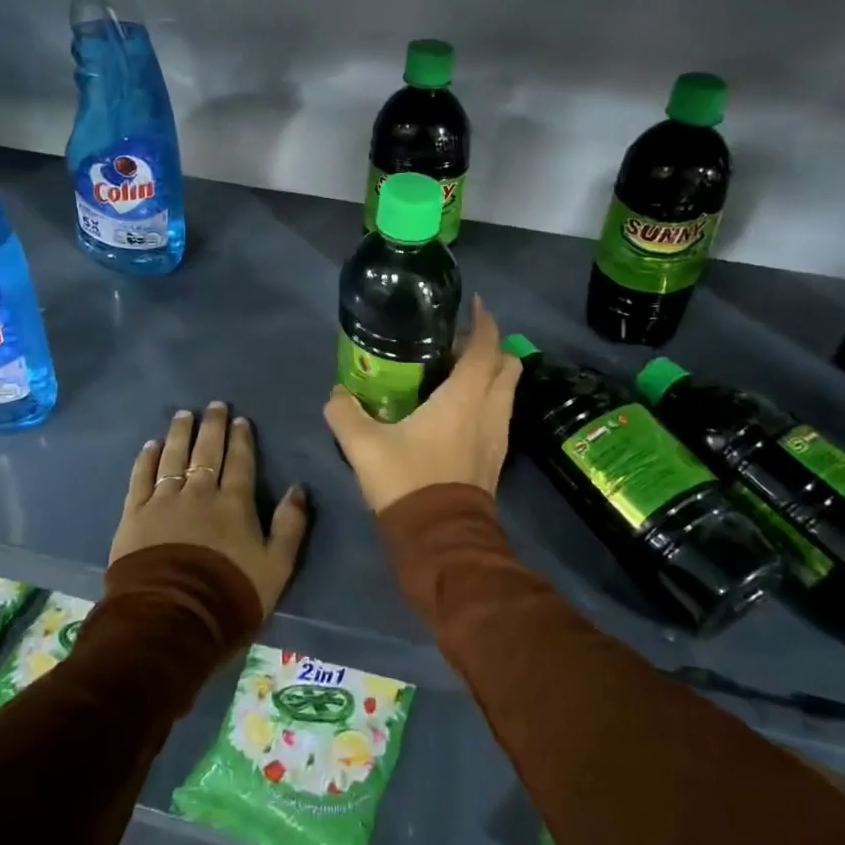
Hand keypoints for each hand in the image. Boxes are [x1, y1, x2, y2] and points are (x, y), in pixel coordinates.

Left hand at [111, 402, 310, 615]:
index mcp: (234, 504)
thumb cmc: (229, 596)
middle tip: (214, 406)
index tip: (240, 420)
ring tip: (183, 415)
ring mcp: (164, 501)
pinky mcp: (135, 515)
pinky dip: (146, 459)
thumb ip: (290, 526)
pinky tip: (150, 446)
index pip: (240, 462)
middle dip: (212, 426)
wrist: (171, 621)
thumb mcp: (276, 568)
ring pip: (173, 457)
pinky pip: (141, 478)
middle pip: (206, 451)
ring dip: (179, 434)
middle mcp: (199, 493)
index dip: (241, 439)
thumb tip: (299, 488)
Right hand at [323, 296, 520, 513]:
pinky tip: (456, 409)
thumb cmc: (408, 481)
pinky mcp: (495, 458)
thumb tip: (336, 393)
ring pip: (506, 391)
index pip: (486, 346)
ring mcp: (497, 435)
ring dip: (490, 374)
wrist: (441, 541)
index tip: (474, 304)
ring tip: (456, 372)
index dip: (484, 321)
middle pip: (508, 364)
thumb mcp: (364, 446)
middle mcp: (489, 410)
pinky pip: (499, 413)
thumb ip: (344, 413)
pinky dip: (487, 399)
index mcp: (465, 397)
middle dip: (491, 346)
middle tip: (458, 342)